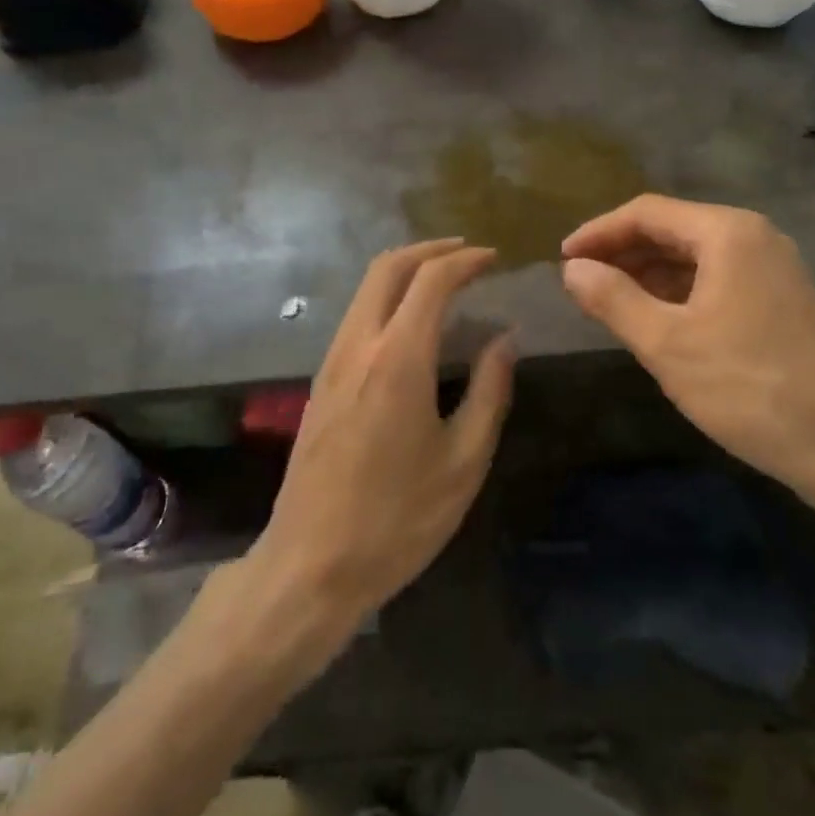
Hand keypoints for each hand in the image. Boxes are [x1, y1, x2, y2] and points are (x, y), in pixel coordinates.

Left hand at [252, 239, 515, 633]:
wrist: (310, 565)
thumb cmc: (398, 519)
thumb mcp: (463, 461)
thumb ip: (489, 391)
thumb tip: (505, 340)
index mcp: (397, 360)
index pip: (430, 280)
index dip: (465, 261)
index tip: (494, 259)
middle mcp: (358, 346)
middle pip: (387, 267)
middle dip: (429, 250)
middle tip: (467, 254)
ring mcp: (331, 362)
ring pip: (365, 289)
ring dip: (405, 270)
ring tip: (445, 281)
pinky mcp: (320, 382)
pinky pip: (356, 316)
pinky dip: (387, 298)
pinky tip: (412, 323)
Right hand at [561, 195, 814, 512]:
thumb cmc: (748, 387)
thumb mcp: (667, 344)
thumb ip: (613, 299)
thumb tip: (573, 269)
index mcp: (728, 233)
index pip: (647, 212)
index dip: (599, 232)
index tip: (562, 260)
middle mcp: (754, 237)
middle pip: (672, 229)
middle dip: (622, 252)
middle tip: (580, 282)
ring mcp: (772, 268)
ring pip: (693, 256)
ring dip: (647, 273)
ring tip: (607, 301)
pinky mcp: (779, 300)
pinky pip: (715, 279)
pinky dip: (677, 292)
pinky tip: (654, 319)